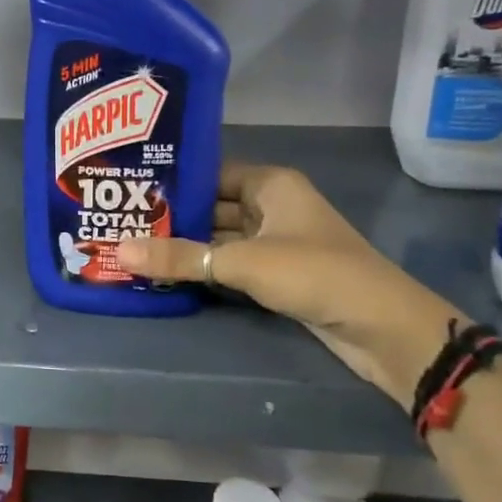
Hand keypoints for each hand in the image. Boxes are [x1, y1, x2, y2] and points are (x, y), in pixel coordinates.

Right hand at [117, 164, 459, 405]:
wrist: (382, 329)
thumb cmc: (316, 274)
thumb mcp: (243, 262)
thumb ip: (180, 257)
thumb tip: (118, 250)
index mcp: (270, 185)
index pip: (210, 172)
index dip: (173, 179)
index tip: (129, 187)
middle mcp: (271, 207)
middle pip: (211, 206)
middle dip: (171, 216)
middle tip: (120, 220)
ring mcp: (274, 242)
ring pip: (218, 238)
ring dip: (184, 246)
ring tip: (132, 245)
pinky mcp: (275, 275)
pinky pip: (228, 264)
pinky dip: (202, 269)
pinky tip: (165, 272)